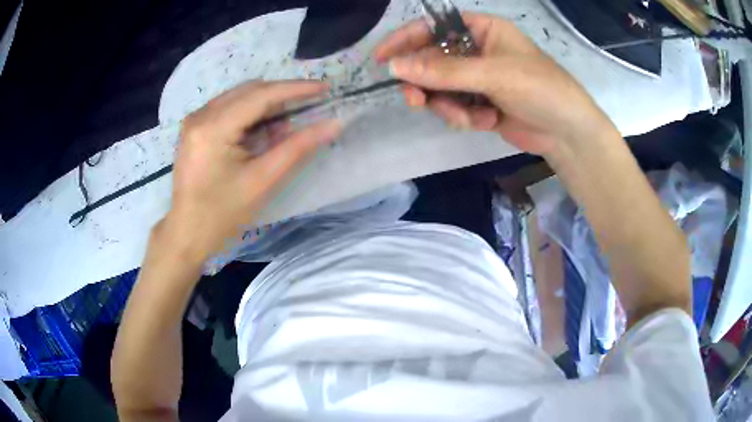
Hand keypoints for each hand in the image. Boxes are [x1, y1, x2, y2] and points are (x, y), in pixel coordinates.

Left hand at [162, 80, 341, 259]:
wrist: (187, 233)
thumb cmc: (223, 213)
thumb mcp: (263, 180)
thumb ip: (298, 147)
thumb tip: (333, 124)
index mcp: (213, 127)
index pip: (261, 95)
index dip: (295, 89)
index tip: (324, 87)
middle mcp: (201, 115)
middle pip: (250, 90)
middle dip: (282, 95)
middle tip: (310, 105)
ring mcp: (195, 120)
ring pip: (240, 97)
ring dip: (267, 105)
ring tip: (288, 124)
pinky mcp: (195, 128)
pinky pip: (229, 108)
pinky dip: (251, 114)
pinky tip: (264, 131)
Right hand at [374, 12, 616, 155]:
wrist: (567, 132)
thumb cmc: (540, 89)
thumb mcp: (493, 75)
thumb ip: (444, 71)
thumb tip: (396, 67)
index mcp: (482, 29)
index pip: (434, 28)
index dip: (405, 39)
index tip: (381, 58)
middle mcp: (476, 50)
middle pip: (432, 60)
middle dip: (426, 83)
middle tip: (416, 100)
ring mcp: (477, 77)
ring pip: (440, 88)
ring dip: (449, 105)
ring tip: (470, 117)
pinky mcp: (479, 102)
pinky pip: (454, 106)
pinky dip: (464, 116)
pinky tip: (486, 122)